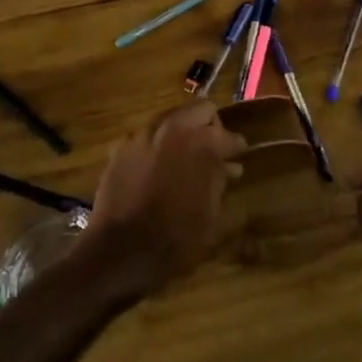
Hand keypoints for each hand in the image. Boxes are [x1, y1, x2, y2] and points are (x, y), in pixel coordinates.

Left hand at [83, 101, 246, 294]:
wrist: (121, 250)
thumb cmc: (176, 239)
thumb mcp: (211, 215)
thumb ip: (220, 182)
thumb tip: (229, 166)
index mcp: (202, 144)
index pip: (229, 136)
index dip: (237, 147)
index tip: (240, 156)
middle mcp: (173, 128)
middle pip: (200, 110)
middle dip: (210, 127)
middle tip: (213, 149)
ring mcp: (144, 134)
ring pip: (171, 118)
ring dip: (182, 132)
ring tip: (186, 156)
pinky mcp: (122, 146)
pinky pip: (147, 135)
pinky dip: (157, 144)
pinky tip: (158, 166)